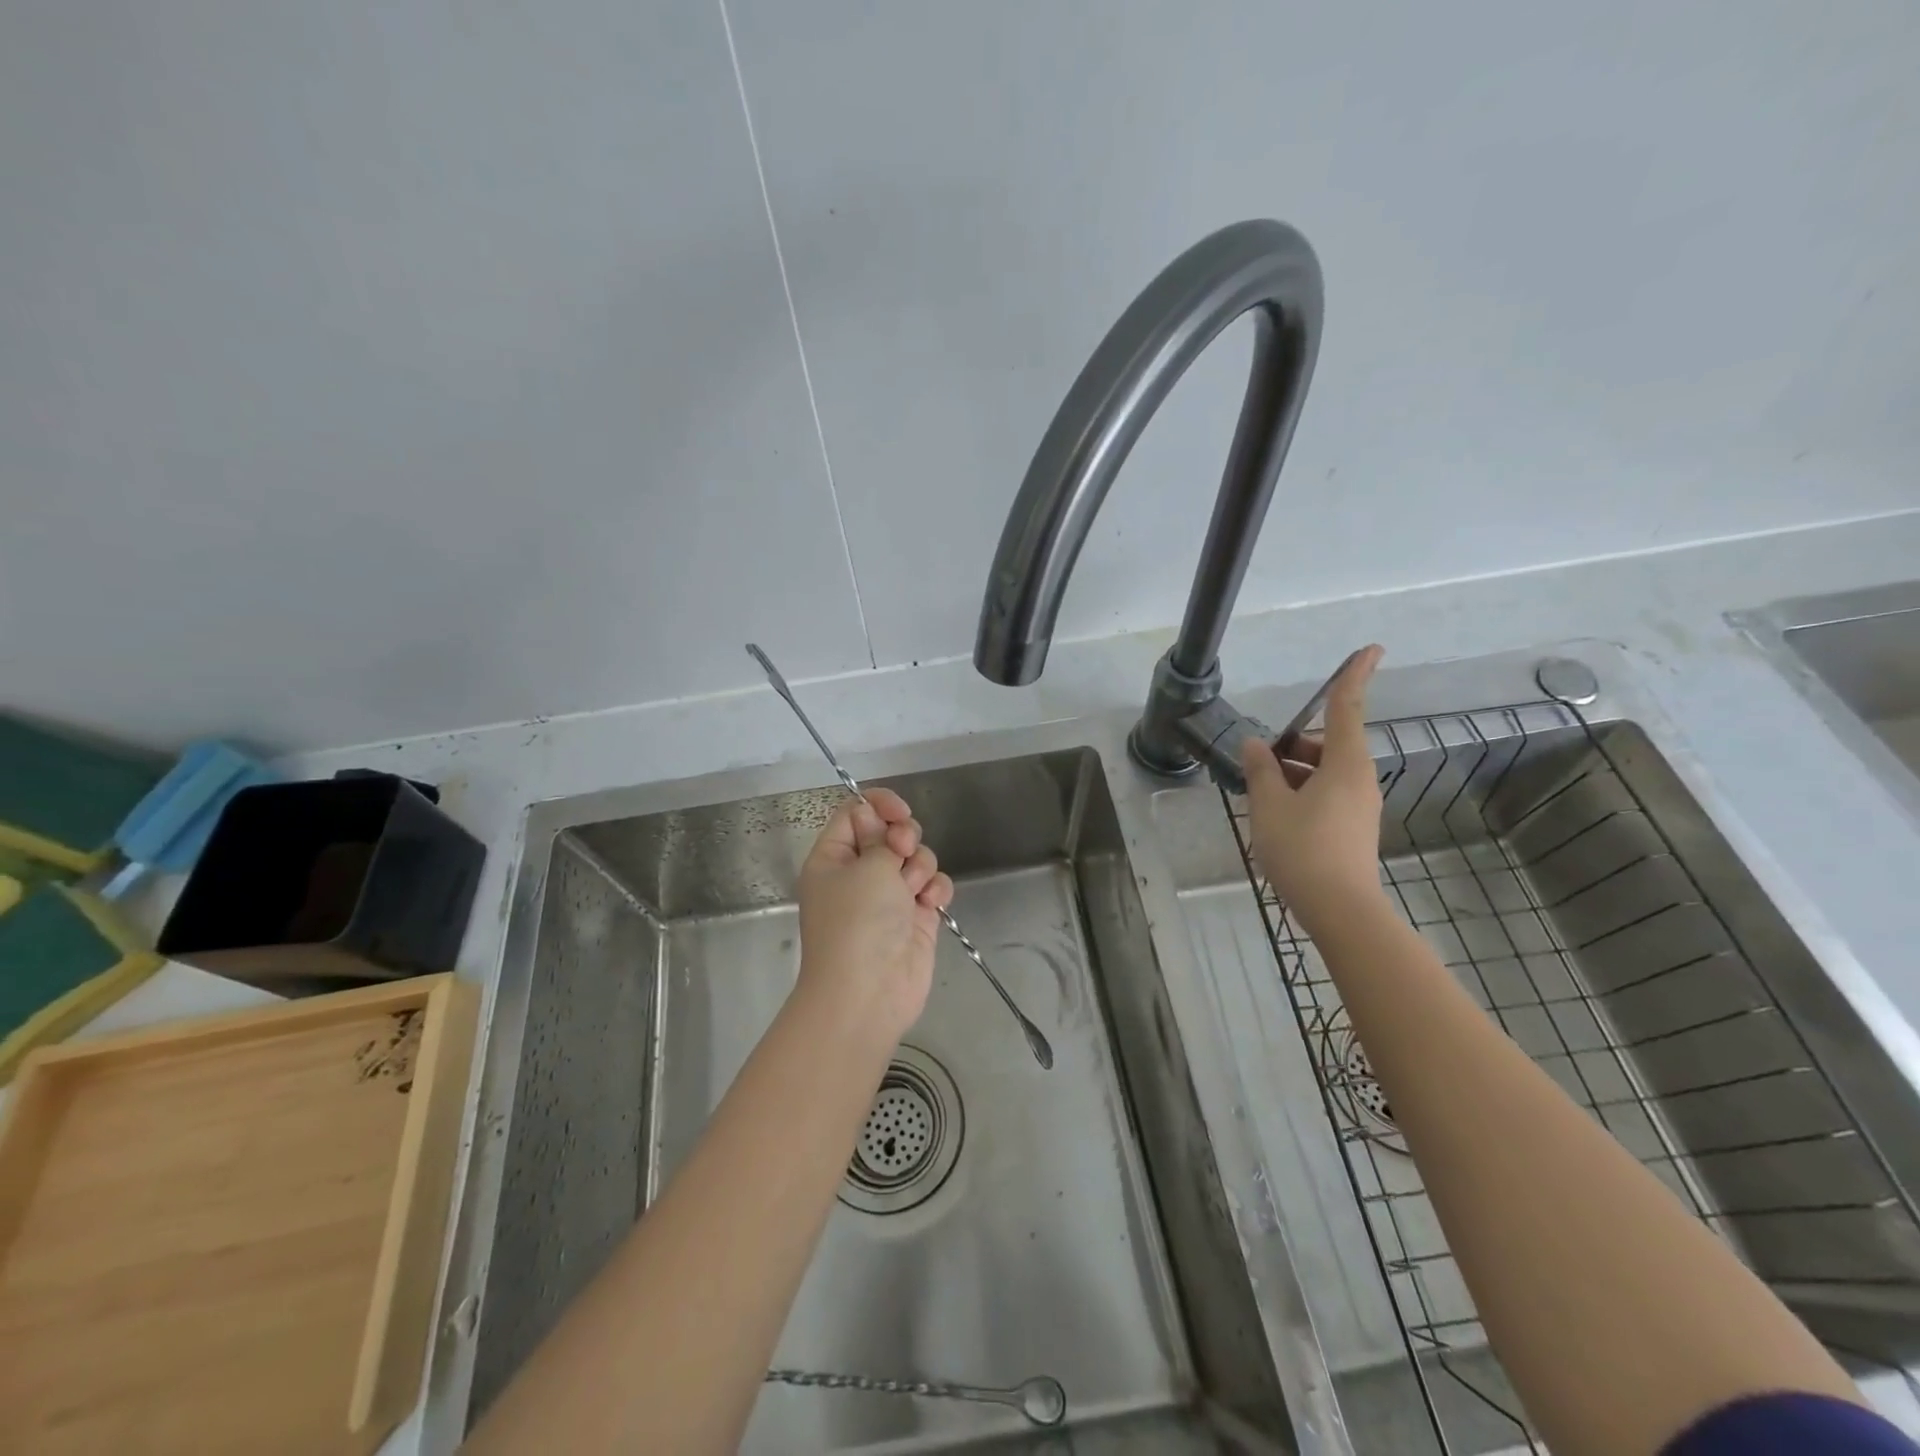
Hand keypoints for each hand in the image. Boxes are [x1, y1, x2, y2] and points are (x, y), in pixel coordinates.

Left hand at [795, 786, 954, 1046]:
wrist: (869, 993)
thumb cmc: (858, 921)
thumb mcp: (866, 866)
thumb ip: (881, 836)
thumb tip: (880, 822)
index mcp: (834, 857)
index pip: (855, 813)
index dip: (879, 805)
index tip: (900, 810)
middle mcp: (859, 873)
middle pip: (890, 833)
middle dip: (904, 836)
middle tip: (901, 851)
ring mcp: (889, 896)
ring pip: (916, 858)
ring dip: (920, 866)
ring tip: (912, 890)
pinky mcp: (916, 917)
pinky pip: (933, 886)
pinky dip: (935, 890)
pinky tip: (930, 903)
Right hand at [1240, 645, 1386, 929]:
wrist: (1340, 909)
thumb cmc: (1302, 849)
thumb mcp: (1269, 805)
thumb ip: (1261, 769)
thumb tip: (1256, 744)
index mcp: (1344, 765)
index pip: (1348, 708)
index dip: (1355, 676)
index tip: (1372, 648)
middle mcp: (1359, 780)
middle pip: (1330, 743)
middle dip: (1296, 743)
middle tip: (1260, 758)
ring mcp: (1360, 806)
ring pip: (1326, 771)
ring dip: (1295, 771)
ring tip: (1260, 791)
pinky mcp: (1354, 828)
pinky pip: (1327, 794)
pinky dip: (1303, 791)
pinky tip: (1276, 813)